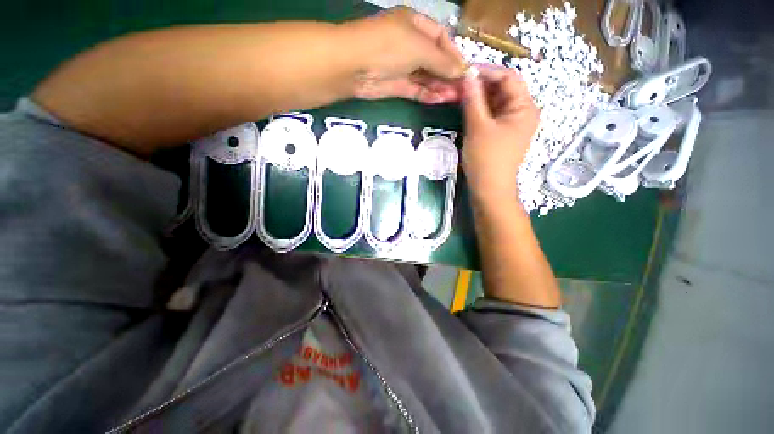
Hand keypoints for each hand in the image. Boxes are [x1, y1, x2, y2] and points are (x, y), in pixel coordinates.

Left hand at [342, 7, 465, 103]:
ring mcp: (402, 66)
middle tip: (463, 90)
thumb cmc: (389, 46)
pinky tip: (439, 100)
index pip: (441, 38)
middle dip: (449, 74)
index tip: (466, 70)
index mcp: (415, 25)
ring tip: (455, 97)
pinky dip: (427, 95)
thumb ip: (442, 61)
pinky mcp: (395, 85)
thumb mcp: (420, 48)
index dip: (454, 54)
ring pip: (426, 77)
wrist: (354, 66)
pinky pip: (415, 90)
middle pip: (435, 60)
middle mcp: (409, 45)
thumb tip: (462, 71)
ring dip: (440, 87)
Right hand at [462, 66, 538, 201]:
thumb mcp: (478, 127)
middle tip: (457, 85)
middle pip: (502, 89)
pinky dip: (479, 110)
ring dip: (477, 97)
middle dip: (480, 85)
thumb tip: (467, 75)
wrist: (489, 189)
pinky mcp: (501, 133)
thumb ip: (473, 99)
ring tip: (458, 95)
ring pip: (495, 102)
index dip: (486, 71)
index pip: (508, 77)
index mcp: (525, 107)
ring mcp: (512, 123)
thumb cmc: (486, 158)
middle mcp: (522, 112)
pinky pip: (491, 114)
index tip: (464, 71)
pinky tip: (465, 108)